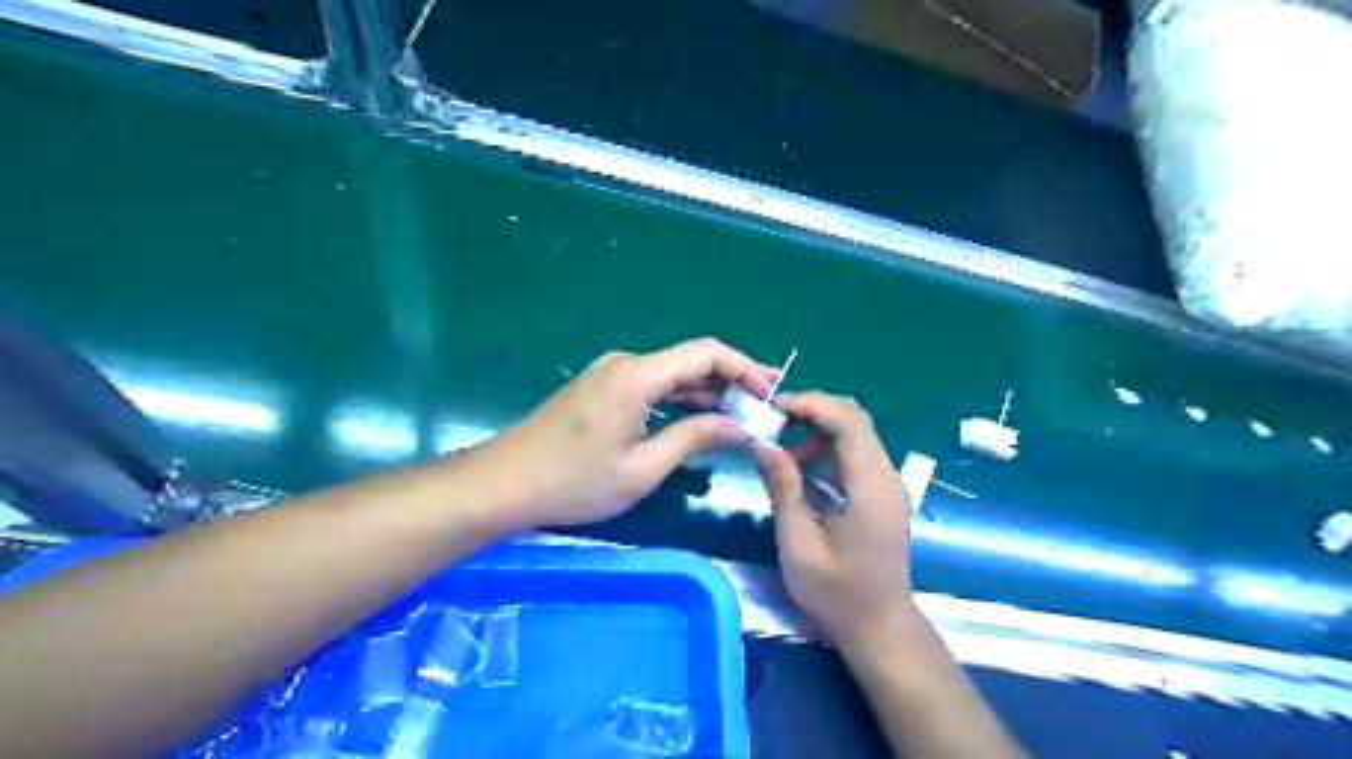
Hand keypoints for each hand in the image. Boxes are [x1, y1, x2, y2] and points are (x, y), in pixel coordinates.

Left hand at [475, 339, 775, 532]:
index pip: (705, 353)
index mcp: (637, 375)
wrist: (505, 483)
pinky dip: (681, 399)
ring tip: (742, 414)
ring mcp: (611, 374)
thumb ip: (694, 439)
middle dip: (731, 380)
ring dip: (707, 391)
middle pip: (691, 360)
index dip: (743, 367)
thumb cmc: (573, 482)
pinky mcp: (602, 388)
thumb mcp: (642, 469)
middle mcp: (626, 364)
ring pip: (673, 374)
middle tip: (765, 404)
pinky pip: (653, 385)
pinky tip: (701, 418)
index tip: (769, 392)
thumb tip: (739, 426)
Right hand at [751, 391, 919, 647]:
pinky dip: (827, 448)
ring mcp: (887, 483)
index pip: (848, 422)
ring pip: (856, 433)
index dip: (811, 404)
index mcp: (870, 487)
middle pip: (855, 419)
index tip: (773, 408)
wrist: (878, 627)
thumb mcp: (798, 542)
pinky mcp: (882, 492)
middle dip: (812, 411)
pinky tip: (801, 469)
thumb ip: (783, 487)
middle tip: (773, 424)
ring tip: (782, 451)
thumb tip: (761, 443)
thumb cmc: (836, 593)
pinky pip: (856, 453)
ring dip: (818, 430)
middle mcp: (886, 476)